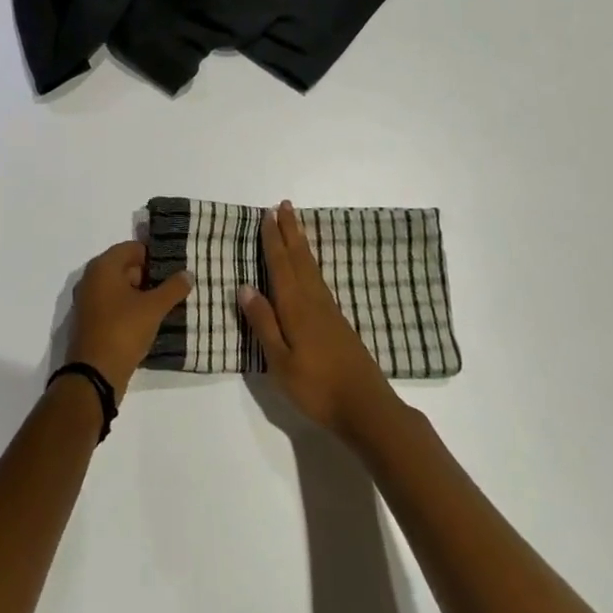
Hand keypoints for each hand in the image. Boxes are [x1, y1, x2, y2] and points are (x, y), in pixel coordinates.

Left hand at [66, 241, 191, 400]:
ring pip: (120, 288)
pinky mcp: (91, 321)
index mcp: (103, 267)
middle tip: (175, 287)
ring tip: (167, 304)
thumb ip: (172, 288)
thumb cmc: (123, 331)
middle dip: (150, 276)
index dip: (155, 256)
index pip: (133, 248)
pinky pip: (114, 305)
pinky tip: (150, 320)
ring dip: (142, 294)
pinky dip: (130, 308)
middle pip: (126, 267)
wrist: (94, 375)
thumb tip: (188, 273)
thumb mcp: (153, 308)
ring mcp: (89, 301)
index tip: (175, 267)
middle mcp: (92, 278)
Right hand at [239, 201, 399, 439]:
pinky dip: (311, 263)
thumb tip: (245, 287)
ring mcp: (329, 310)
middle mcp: (313, 301)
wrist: (367, 408)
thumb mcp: (280, 362)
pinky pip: (319, 279)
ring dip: (301, 243)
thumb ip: (263, 323)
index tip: (268, 214)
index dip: (273, 239)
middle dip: (290, 231)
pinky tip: (310, 267)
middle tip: (284, 205)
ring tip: (295, 225)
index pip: (281, 265)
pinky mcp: (338, 322)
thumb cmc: (316, 387)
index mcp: (295, 307)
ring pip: (311, 266)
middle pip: (299, 258)